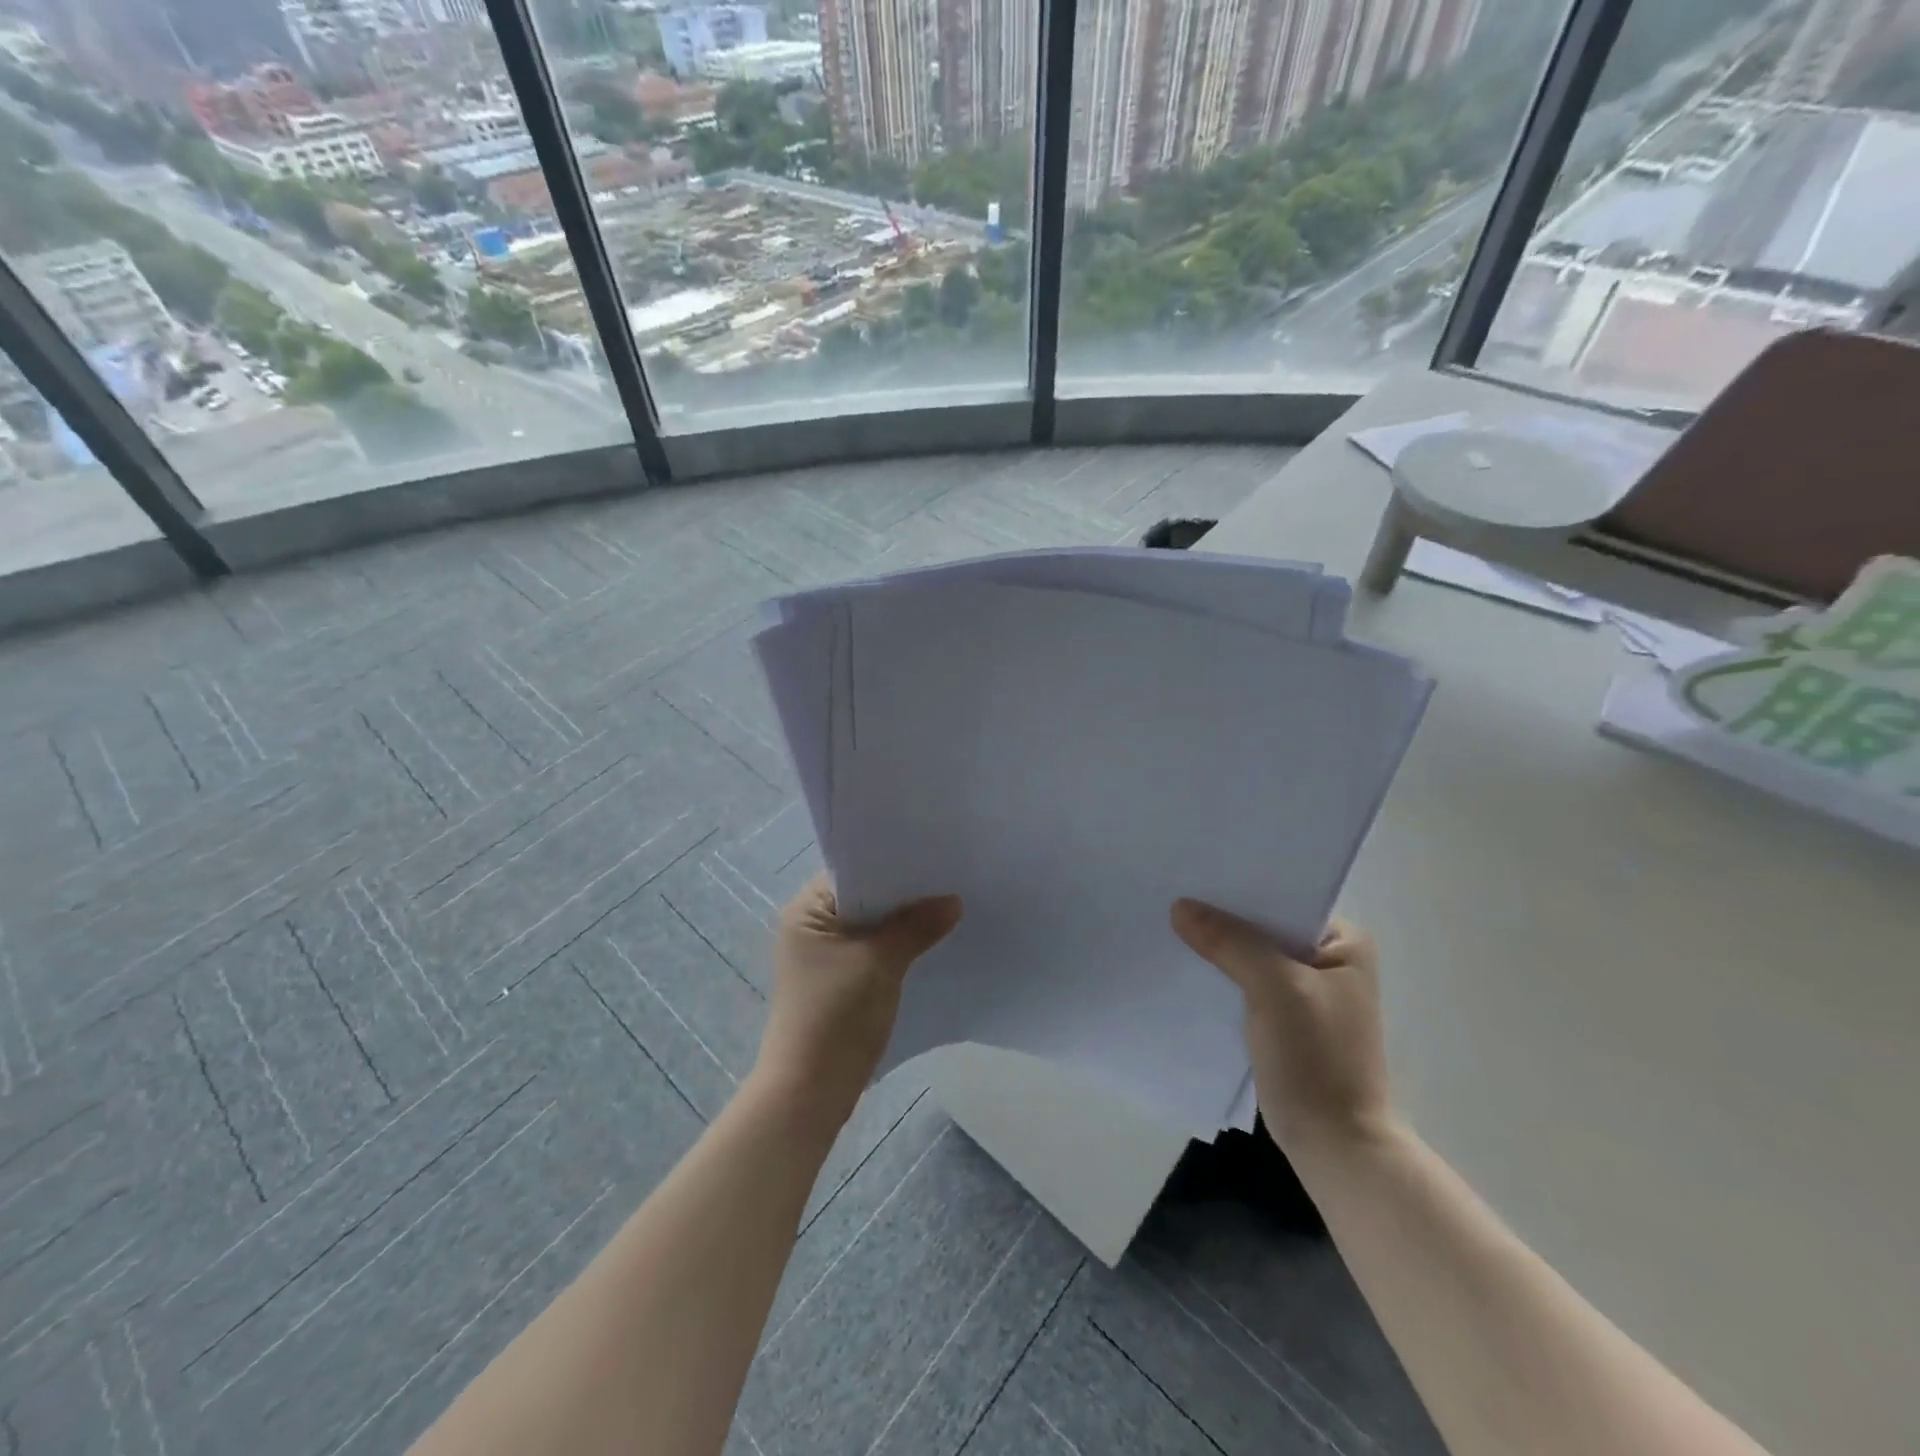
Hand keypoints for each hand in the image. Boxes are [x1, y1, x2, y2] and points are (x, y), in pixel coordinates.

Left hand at [756, 876, 962, 1118]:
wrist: (810, 1092)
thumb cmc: (837, 1015)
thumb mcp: (880, 962)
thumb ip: (917, 926)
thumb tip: (954, 901)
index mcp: (806, 910)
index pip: (854, 871)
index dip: (893, 866)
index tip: (934, 857)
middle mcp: (810, 927)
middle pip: (865, 899)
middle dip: (904, 896)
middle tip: (951, 880)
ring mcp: (824, 956)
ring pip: (872, 926)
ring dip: (903, 923)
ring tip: (949, 908)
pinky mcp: (839, 981)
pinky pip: (873, 951)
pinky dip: (898, 947)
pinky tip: (931, 944)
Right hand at [1171, 901, 1392, 1157]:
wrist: (1334, 1145)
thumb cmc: (1318, 1058)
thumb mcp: (1275, 988)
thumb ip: (1229, 942)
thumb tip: (1180, 906)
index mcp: (1343, 942)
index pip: (1283, 898)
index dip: (1239, 887)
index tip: (1194, 872)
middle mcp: (1326, 959)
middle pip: (1263, 925)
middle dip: (1222, 916)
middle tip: (1171, 893)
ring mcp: (1303, 991)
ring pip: (1250, 954)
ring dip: (1217, 946)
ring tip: (1168, 922)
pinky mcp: (1281, 1018)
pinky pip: (1243, 982)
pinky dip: (1219, 975)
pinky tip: (1184, 964)